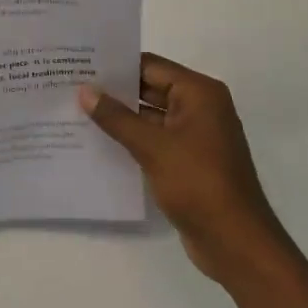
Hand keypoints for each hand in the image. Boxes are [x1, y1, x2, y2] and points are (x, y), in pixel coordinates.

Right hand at [79, 53, 294, 287]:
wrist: (235, 243)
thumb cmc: (198, 183)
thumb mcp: (152, 147)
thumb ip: (116, 117)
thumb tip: (85, 90)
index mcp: (199, 93)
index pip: (151, 66)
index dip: (116, 65)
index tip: (80, 64)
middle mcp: (200, 107)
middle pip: (151, 88)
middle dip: (114, 91)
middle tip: (72, 86)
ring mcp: (196, 135)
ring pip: (151, 116)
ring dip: (121, 116)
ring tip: (77, 111)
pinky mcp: (189, 160)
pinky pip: (155, 139)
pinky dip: (132, 138)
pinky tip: (99, 141)